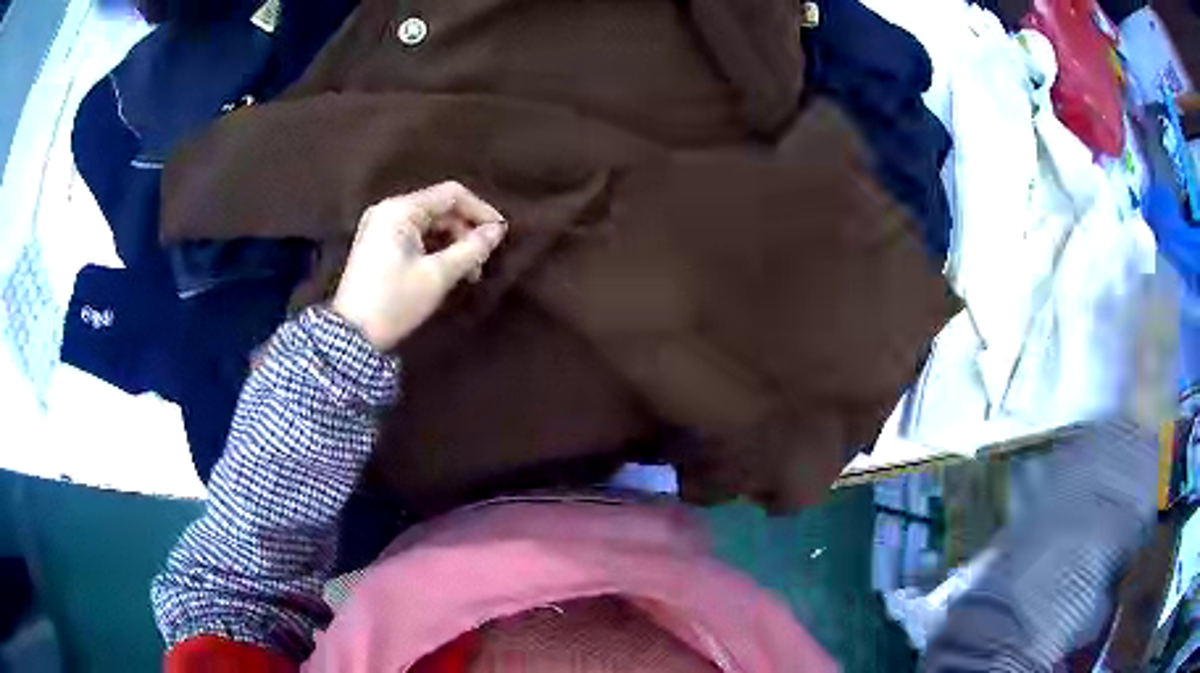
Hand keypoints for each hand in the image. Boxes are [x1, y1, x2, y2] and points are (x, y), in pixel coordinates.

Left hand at [330, 182, 506, 350]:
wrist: (352, 336)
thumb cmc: (395, 301)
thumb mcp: (438, 276)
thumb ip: (472, 249)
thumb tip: (498, 231)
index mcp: (401, 210)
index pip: (451, 194)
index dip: (480, 210)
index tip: (500, 234)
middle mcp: (389, 210)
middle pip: (440, 208)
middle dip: (465, 232)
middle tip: (482, 262)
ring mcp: (380, 227)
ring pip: (429, 224)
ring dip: (452, 243)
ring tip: (468, 272)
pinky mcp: (378, 244)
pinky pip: (415, 236)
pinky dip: (434, 249)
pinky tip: (447, 271)